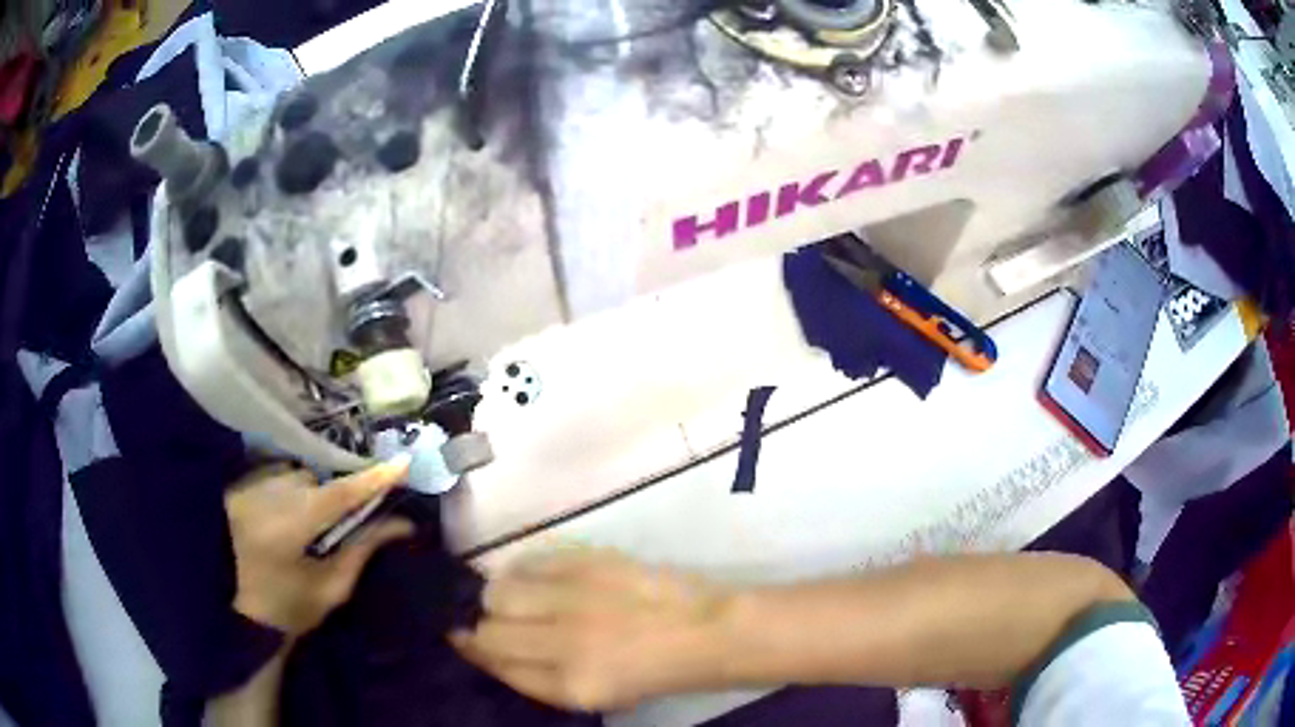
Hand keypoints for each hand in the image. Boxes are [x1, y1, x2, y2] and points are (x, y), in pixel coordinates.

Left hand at [224, 457, 414, 636]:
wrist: (231, 608)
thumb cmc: (286, 607)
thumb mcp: (330, 588)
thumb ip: (363, 551)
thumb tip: (401, 523)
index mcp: (293, 524)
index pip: (341, 494)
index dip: (374, 479)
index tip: (403, 464)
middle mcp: (270, 494)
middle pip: (316, 479)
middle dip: (333, 495)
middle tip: (337, 522)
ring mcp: (249, 485)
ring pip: (294, 474)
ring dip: (306, 491)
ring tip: (302, 523)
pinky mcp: (237, 484)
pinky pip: (274, 475)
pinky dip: (285, 489)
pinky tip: (279, 516)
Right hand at [451, 549, 733, 710]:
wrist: (703, 631)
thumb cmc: (650, 673)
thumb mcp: (592, 697)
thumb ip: (536, 678)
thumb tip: (486, 649)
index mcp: (568, 684)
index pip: (494, 661)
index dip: (472, 649)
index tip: (461, 638)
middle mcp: (564, 643)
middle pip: (487, 627)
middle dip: (480, 626)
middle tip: (492, 622)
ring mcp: (575, 599)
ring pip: (498, 590)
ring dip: (498, 597)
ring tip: (515, 599)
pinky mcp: (588, 562)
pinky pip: (528, 562)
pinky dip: (522, 571)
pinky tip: (536, 579)